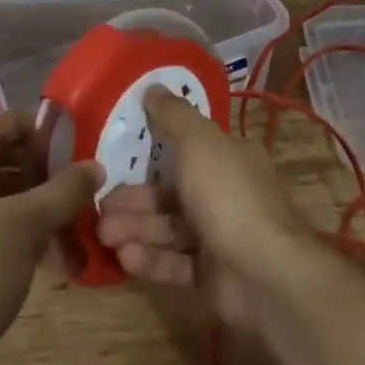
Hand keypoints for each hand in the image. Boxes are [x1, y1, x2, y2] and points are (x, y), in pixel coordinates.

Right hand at [95, 87, 314, 326]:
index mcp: (231, 157)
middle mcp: (228, 194)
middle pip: (172, 192)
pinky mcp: (213, 277)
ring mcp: (221, 237)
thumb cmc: (229, 195)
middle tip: (99, 205)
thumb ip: (173, 115)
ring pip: (170, 228)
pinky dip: (151, 259)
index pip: (190, 148)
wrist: (265, 274)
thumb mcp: (198, 141)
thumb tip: (153, 86)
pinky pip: (176, 263)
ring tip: (103, 234)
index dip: (155, 150)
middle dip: (134, 199)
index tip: (117, 156)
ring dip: (135, 229)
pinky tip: (125, 257)